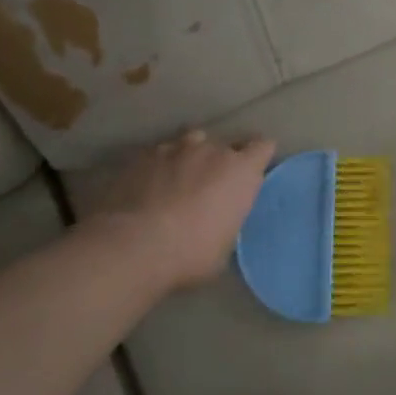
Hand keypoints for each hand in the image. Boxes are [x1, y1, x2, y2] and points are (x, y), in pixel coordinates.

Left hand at [78, 129, 275, 293]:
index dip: (258, 157)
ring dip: (190, 157)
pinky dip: (159, 166)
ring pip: (190, 141)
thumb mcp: (225, 246)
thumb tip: (220, 222)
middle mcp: (212, 151)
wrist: (133, 246)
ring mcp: (174, 149)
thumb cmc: (191, 253)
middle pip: (225, 144)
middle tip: (212, 185)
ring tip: (179, 179)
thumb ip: (228, 221)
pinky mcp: (141, 157)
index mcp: (241, 171)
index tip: (252, 173)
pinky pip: (158, 154)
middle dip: (221, 161)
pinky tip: (148, 186)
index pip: (263, 146)